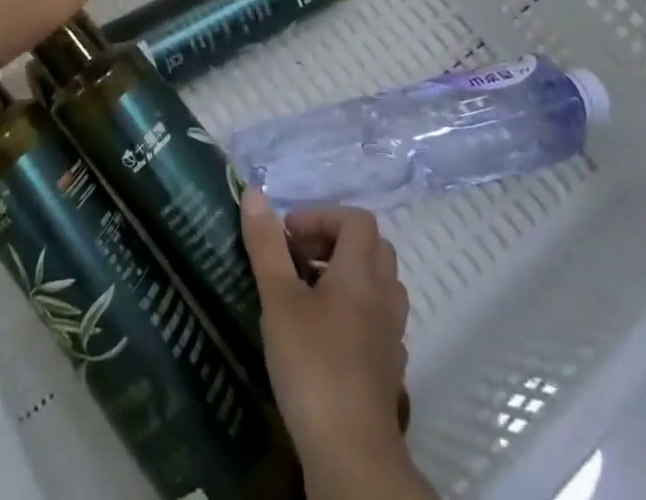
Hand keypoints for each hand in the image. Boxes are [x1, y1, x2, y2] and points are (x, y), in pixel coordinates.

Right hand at [241, 192, 430, 499]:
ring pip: (380, 285)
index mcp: (360, 273)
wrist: (351, 454)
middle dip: (335, 242)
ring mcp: (391, 335)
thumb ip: (267, 245)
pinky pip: (380, 322)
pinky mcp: (389, 370)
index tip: (288, 235)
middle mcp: (384, 296)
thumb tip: (254, 192)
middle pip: (373, 248)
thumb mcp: (279, 299)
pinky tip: (329, 334)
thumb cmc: (312, 364)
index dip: (322, 217)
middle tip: (299, 259)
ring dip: (349, 277)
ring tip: (312, 293)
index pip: (356, 220)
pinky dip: (357, 313)